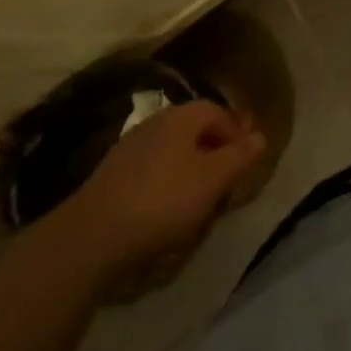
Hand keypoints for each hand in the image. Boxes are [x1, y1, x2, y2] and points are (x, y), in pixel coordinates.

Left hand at [57, 100, 266, 282]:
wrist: (90, 238)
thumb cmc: (162, 201)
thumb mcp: (213, 180)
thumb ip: (240, 156)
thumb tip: (260, 136)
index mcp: (182, 116)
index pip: (220, 112)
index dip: (238, 134)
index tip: (248, 162)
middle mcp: (156, 123)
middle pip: (196, 132)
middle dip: (215, 154)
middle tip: (227, 184)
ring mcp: (130, 149)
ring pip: (173, 153)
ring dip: (190, 172)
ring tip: (200, 203)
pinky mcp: (112, 178)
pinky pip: (152, 174)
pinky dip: (166, 187)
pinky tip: (166, 213)